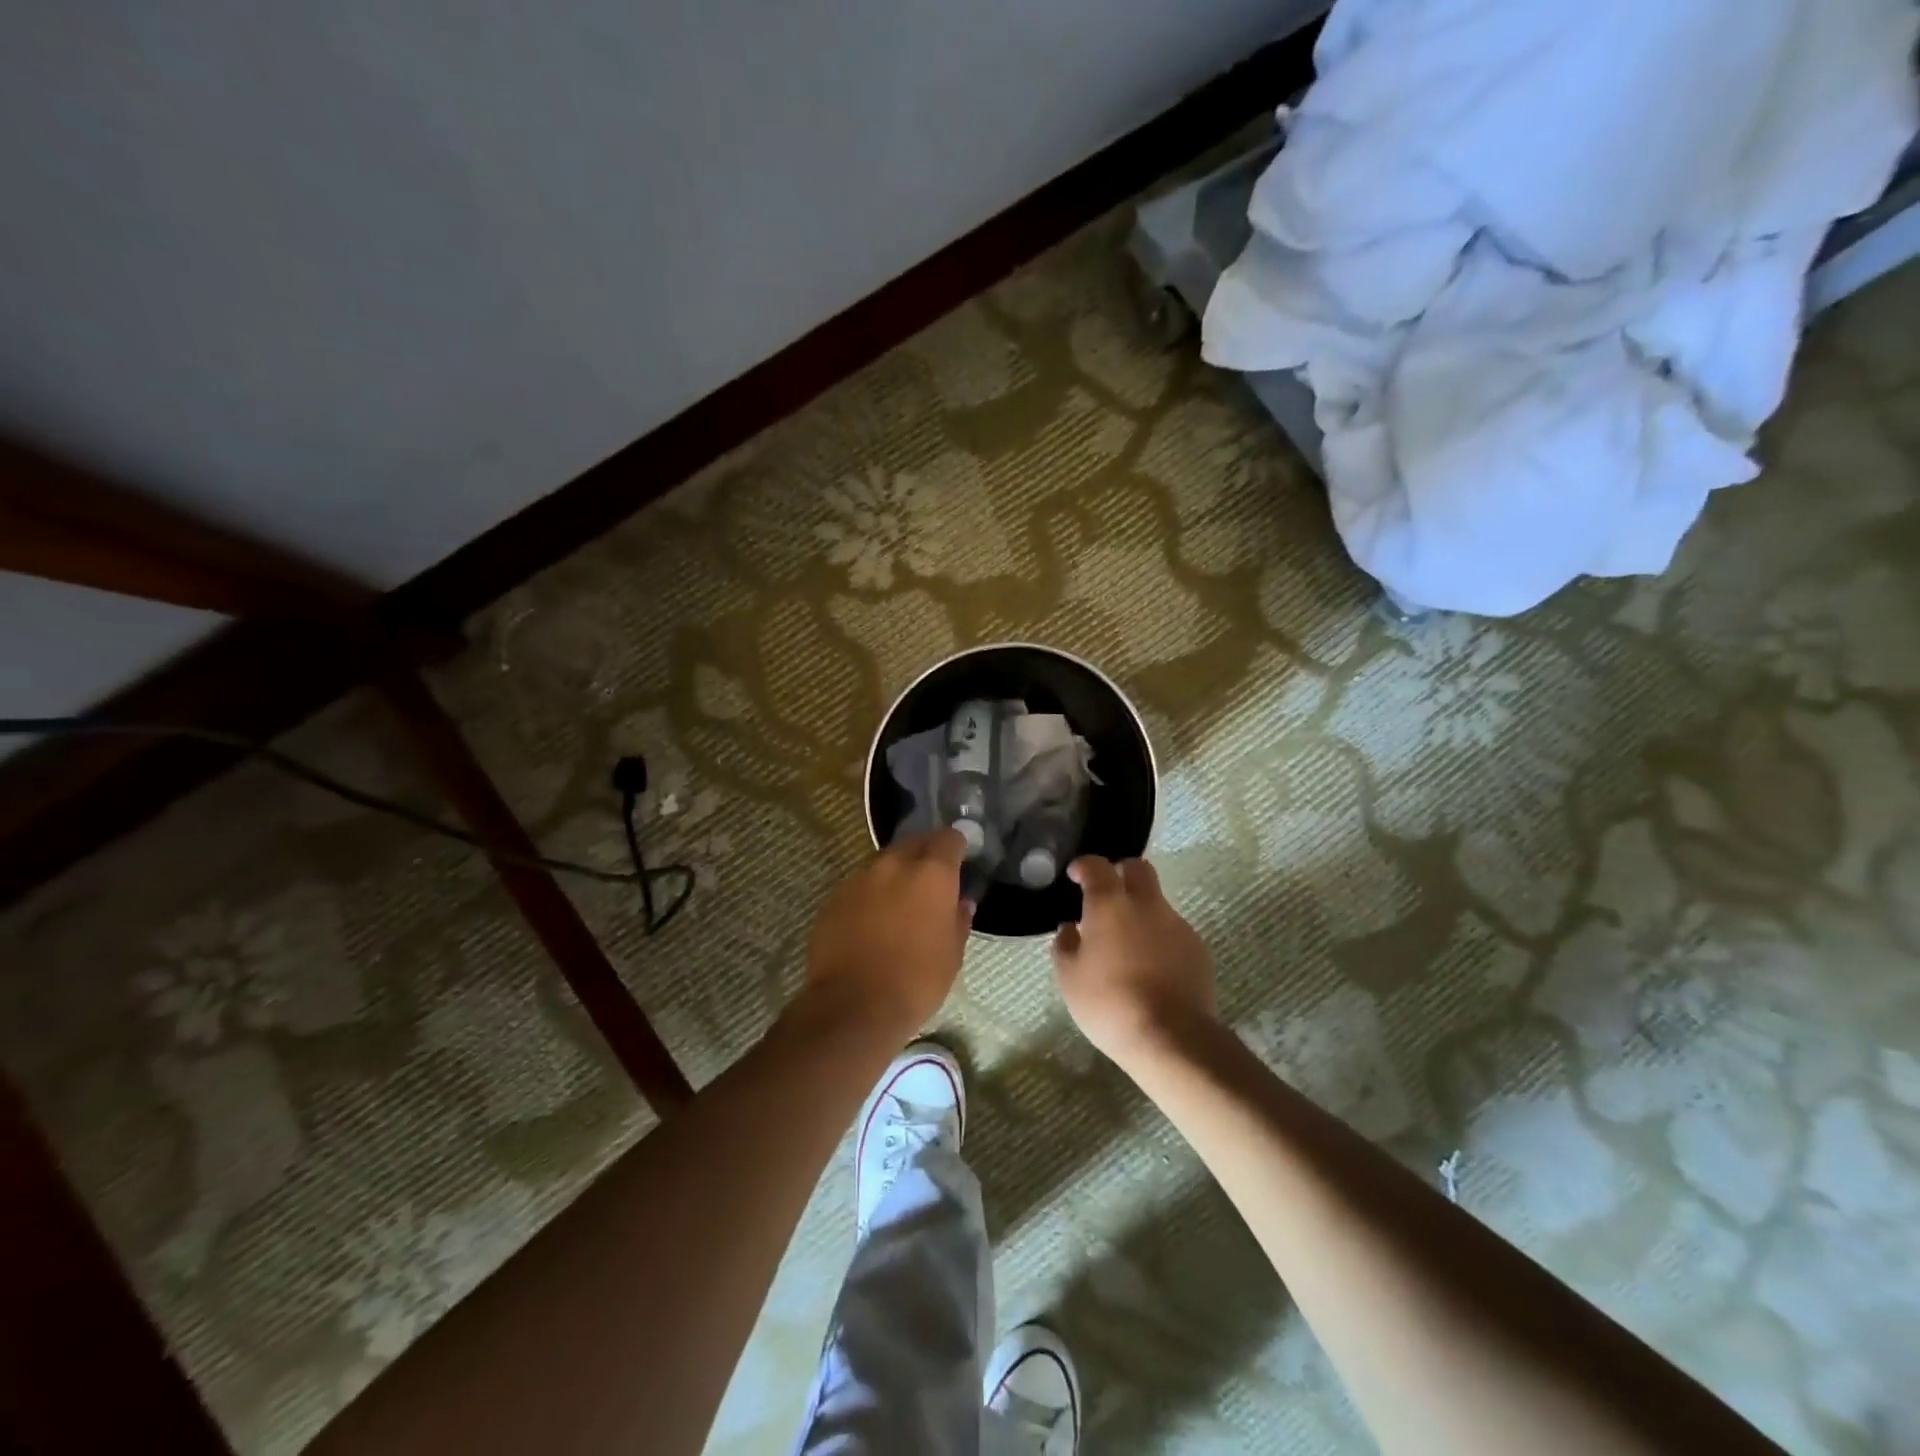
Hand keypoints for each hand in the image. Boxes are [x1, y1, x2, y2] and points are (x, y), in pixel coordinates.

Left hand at [804, 829, 972, 1035]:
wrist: (853, 1005)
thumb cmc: (916, 980)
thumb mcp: (952, 955)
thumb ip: (958, 920)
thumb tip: (961, 903)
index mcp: (931, 874)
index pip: (948, 839)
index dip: (956, 845)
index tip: (960, 857)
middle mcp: (894, 865)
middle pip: (913, 843)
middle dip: (924, 853)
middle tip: (931, 877)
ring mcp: (859, 879)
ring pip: (883, 863)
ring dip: (895, 874)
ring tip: (900, 901)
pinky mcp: (834, 898)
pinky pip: (859, 886)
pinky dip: (870, 895)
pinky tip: (872, 920)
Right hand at [1052, 856, 1214, 1069]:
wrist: (1171, 1037)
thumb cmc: (1109, 1003)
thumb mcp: (1070, 978)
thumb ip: (1065, 946)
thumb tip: (1070, 928)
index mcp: (1110, 904)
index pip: (1097, 866)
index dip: (1084, 866)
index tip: (1076, 875)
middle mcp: (1146, 904)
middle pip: (1138, 868)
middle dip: (1121, 872)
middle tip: (1107, 894)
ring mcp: (1177, 925)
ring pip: (1157, 903)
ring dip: (1141, 911)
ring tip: (1127, 944)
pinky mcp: (1198, 949)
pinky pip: (1173, 931)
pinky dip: (1159, 939)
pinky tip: (1151, 967)